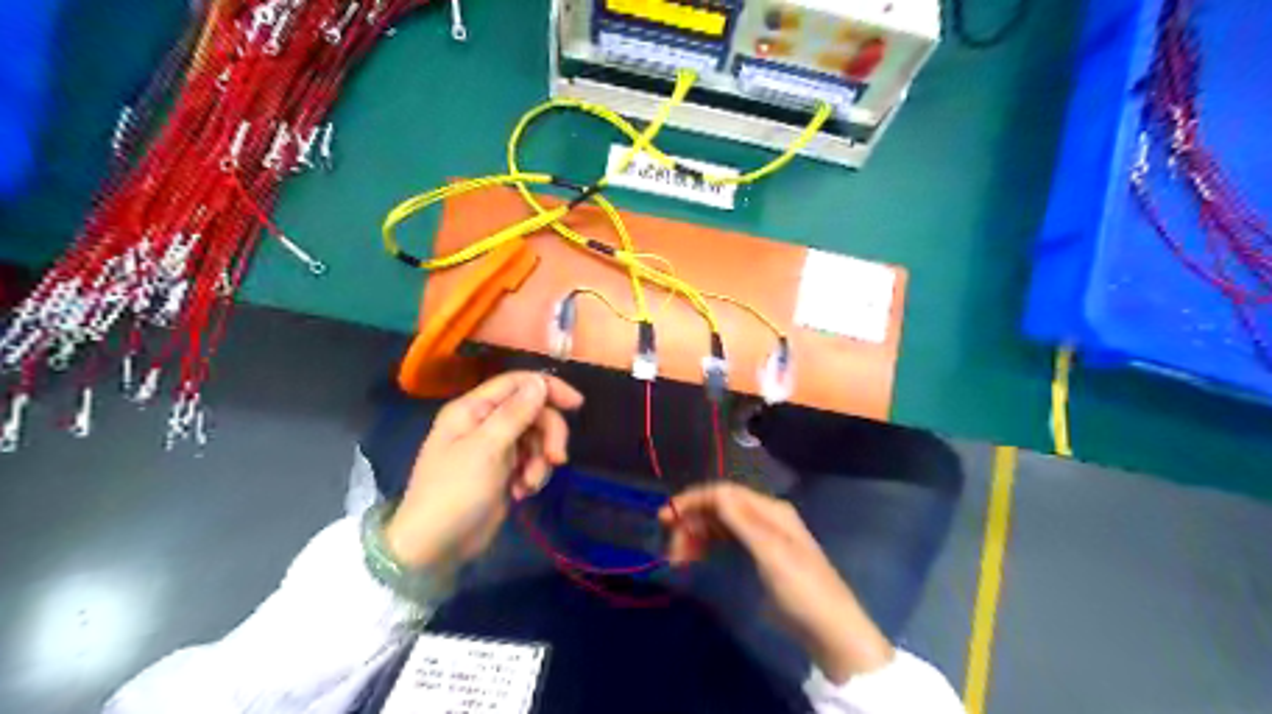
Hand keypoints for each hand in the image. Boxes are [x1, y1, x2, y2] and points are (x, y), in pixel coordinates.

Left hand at [386, 373, 582, 568]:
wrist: (435, 547)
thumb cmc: (455, 492)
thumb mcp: (487, 449)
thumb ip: (515, 413)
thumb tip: (540, 382)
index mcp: (473, 409)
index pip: (517, 383)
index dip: (548, 389)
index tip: (577, 405)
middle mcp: (484, 423)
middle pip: (532, 413)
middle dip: (549, 435)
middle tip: (557, 458)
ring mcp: (494, 449)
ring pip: (536, 439)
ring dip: (541, 461)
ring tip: (528, 485)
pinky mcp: (503, 472)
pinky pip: (531, 461)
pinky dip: (532, 475)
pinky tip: (521, 494)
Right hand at [666, 483, 892, 683]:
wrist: (831, 631)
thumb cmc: (801, 590)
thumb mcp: (771, 553)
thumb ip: (742, 520)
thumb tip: (714, 491)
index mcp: (770, 510)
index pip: (724, 492)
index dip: (693, 499)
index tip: (665, 517)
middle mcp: (765, 516)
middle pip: (719, 507)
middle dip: (692, 521)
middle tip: (671, 549)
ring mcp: (763, 536)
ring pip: (720, 524)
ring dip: (697, 534)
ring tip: (678, 558)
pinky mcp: (760, 556)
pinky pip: (726, 540)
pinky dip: (708, 545)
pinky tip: (696, 557)